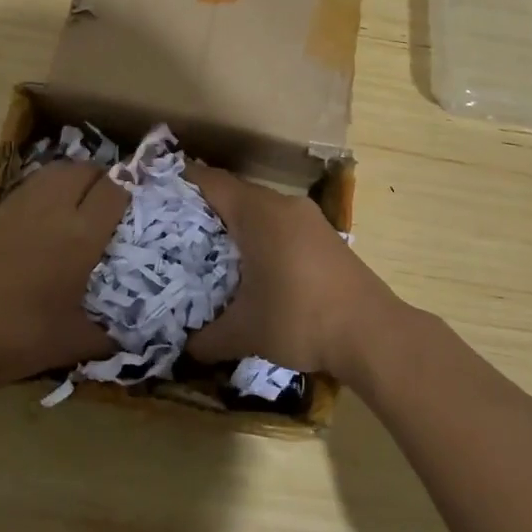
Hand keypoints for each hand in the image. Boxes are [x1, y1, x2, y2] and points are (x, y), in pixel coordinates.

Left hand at [0, 161, 125, 386]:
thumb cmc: (18, 335)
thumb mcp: (71, 342)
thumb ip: (108, 336)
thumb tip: (134, 338)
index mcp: (80, 235)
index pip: (115, 190)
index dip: (132, 186)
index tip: (142, 196)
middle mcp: (53, 209)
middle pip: (85, 169)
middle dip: (104, 177)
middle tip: (111, 201)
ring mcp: (20, 206)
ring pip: (56, 171)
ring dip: (75, 177)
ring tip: (81, 203)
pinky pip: (32, 185)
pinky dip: (48, 189)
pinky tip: (46, 218)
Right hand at [184, 166, 400, 377]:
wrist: (373, 333)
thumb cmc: (300, 319)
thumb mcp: (245, 332)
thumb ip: (207, 338)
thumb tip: (182, 349)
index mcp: (257, 213)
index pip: (211, 182)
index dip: (182, 183)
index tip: (158, 195)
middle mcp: (282, 205)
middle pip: (235, 193)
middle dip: (205, 208)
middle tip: (176, 231)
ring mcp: (308, 218)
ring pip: (260, 208)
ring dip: (236, 223)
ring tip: (211, 250)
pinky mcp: (325, 235)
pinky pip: (281, 222)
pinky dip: (261, 234)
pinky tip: (253, 265)